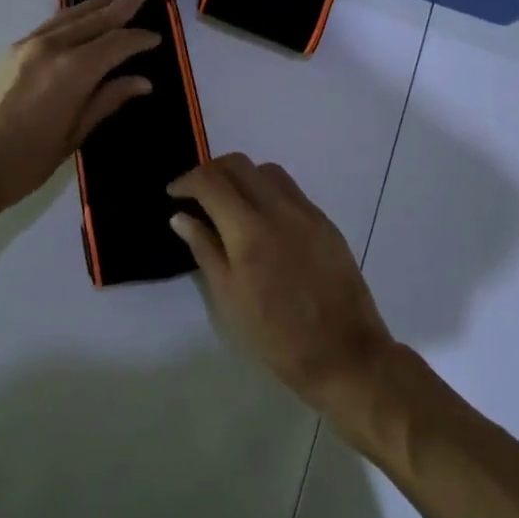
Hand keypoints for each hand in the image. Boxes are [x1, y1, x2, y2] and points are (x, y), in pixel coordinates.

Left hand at [0, 0, 158, 225]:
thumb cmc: (25, 162)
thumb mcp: (74, 136)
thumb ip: (108, 100)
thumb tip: (142, 81)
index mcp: (72, 71)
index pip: (115, 44)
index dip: (138, 39)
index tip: (158, 37)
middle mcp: (51, 48)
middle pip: (94, 20)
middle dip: (121, 5)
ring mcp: (27, 46)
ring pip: (70, 17)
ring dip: (95, 4)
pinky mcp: (11, 51)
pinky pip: (50, 24)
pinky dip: (70, 15)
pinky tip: (78, 13)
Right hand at [169, 154, 399, 422]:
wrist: (344, 353)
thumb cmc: (277, 336)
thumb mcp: (229, 298)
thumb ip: (205, 249)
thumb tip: (181, 216)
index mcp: (249, 230)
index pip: (211, 181)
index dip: (186, 180)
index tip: (174, 194)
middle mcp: (279, 209)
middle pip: (238, 164)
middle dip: (211, 172)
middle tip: (196, 194)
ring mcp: (306, 212)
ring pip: (266, 171)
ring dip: (241, 177)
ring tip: (229, 204)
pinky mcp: (325, 221)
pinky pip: (290, 190)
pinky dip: (267, 191)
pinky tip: (262, 220)